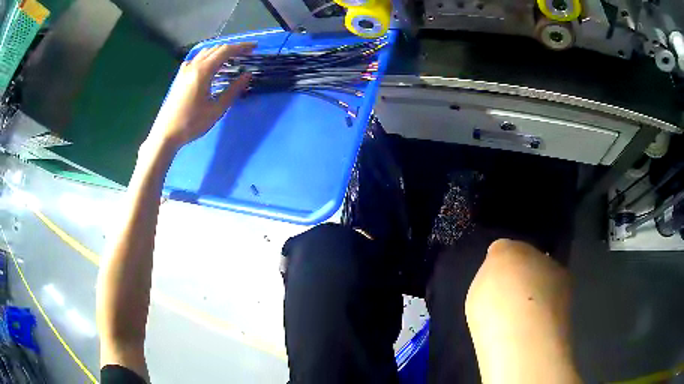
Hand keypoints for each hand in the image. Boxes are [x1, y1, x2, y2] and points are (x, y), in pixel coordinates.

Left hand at [147, 42, 255, 149]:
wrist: (166, 134)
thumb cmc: (191, 124)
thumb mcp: (216, 109)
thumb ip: (233, 90)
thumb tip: (247, 76)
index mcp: (203, 71)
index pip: (225, 51)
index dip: (241, 47)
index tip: (255, 47)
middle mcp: (193, 66)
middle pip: (216, 49)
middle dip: (233, 48)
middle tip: (246, 54)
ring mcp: (184, 70)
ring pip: (205, 53)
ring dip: (220, 52)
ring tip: (232, 59)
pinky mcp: (180, 77)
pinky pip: (196, 59)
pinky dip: (208, 58)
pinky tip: (211, 66)